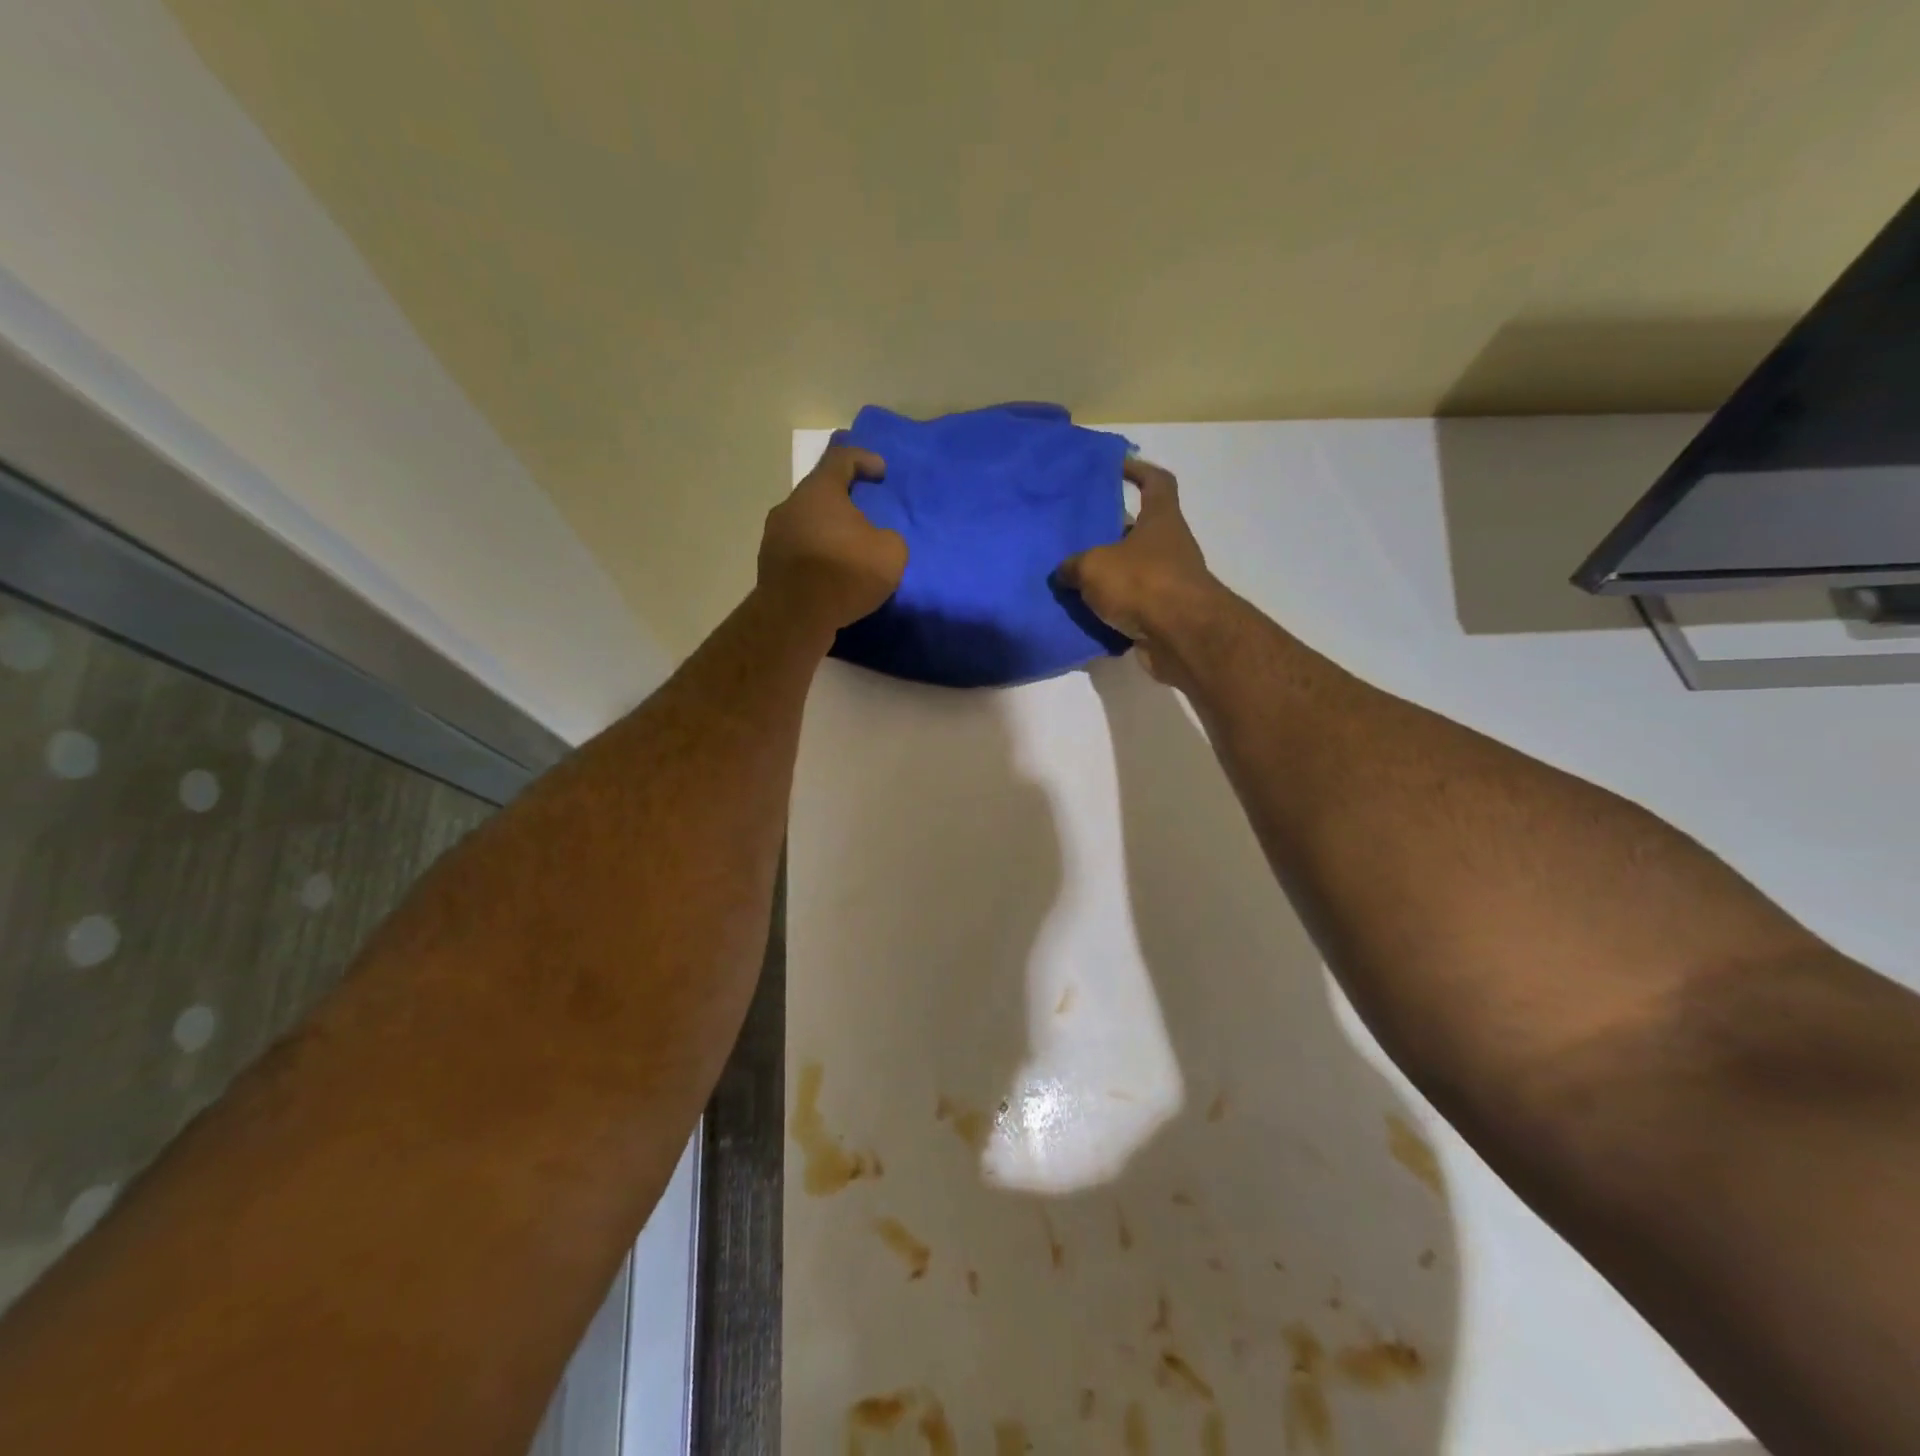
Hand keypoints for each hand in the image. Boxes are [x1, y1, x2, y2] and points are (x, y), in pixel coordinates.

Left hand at [758, 439, 907, 630]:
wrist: (795, 617)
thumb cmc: (844, 572)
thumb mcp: (891, 553)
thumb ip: (889, 538)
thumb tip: (877, 541)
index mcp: (819, 491)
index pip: (840, 458)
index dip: (863, 459)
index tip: (880, 471)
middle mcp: (791, 506)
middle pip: (820, 493)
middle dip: (844, 502)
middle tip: (866, 517)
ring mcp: (774, 537)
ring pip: (807, 524)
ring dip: (828, 533)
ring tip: (850, 552)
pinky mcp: (770, 567)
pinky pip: (800, 553)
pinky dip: (817, 558)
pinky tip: (832, 577)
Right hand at [1057, 458, 1222, 682]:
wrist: (1181, 636)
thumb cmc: (1142, 583)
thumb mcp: (1094, 567)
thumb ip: (1073, 566)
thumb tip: (1064, 572)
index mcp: (1161, 520)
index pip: (1157, 482)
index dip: (1138, 470)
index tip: (1117, 467)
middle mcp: (1170, 547)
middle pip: (1139, 531)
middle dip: (1110, 533)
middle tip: (1076, 535)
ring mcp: (1169, 583)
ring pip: (1133, 572)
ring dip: (1108, 577)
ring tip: (1072, 580)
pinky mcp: (1163, 616)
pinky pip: (1131, 607)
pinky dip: (1112, 610)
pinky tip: (1084, 615)